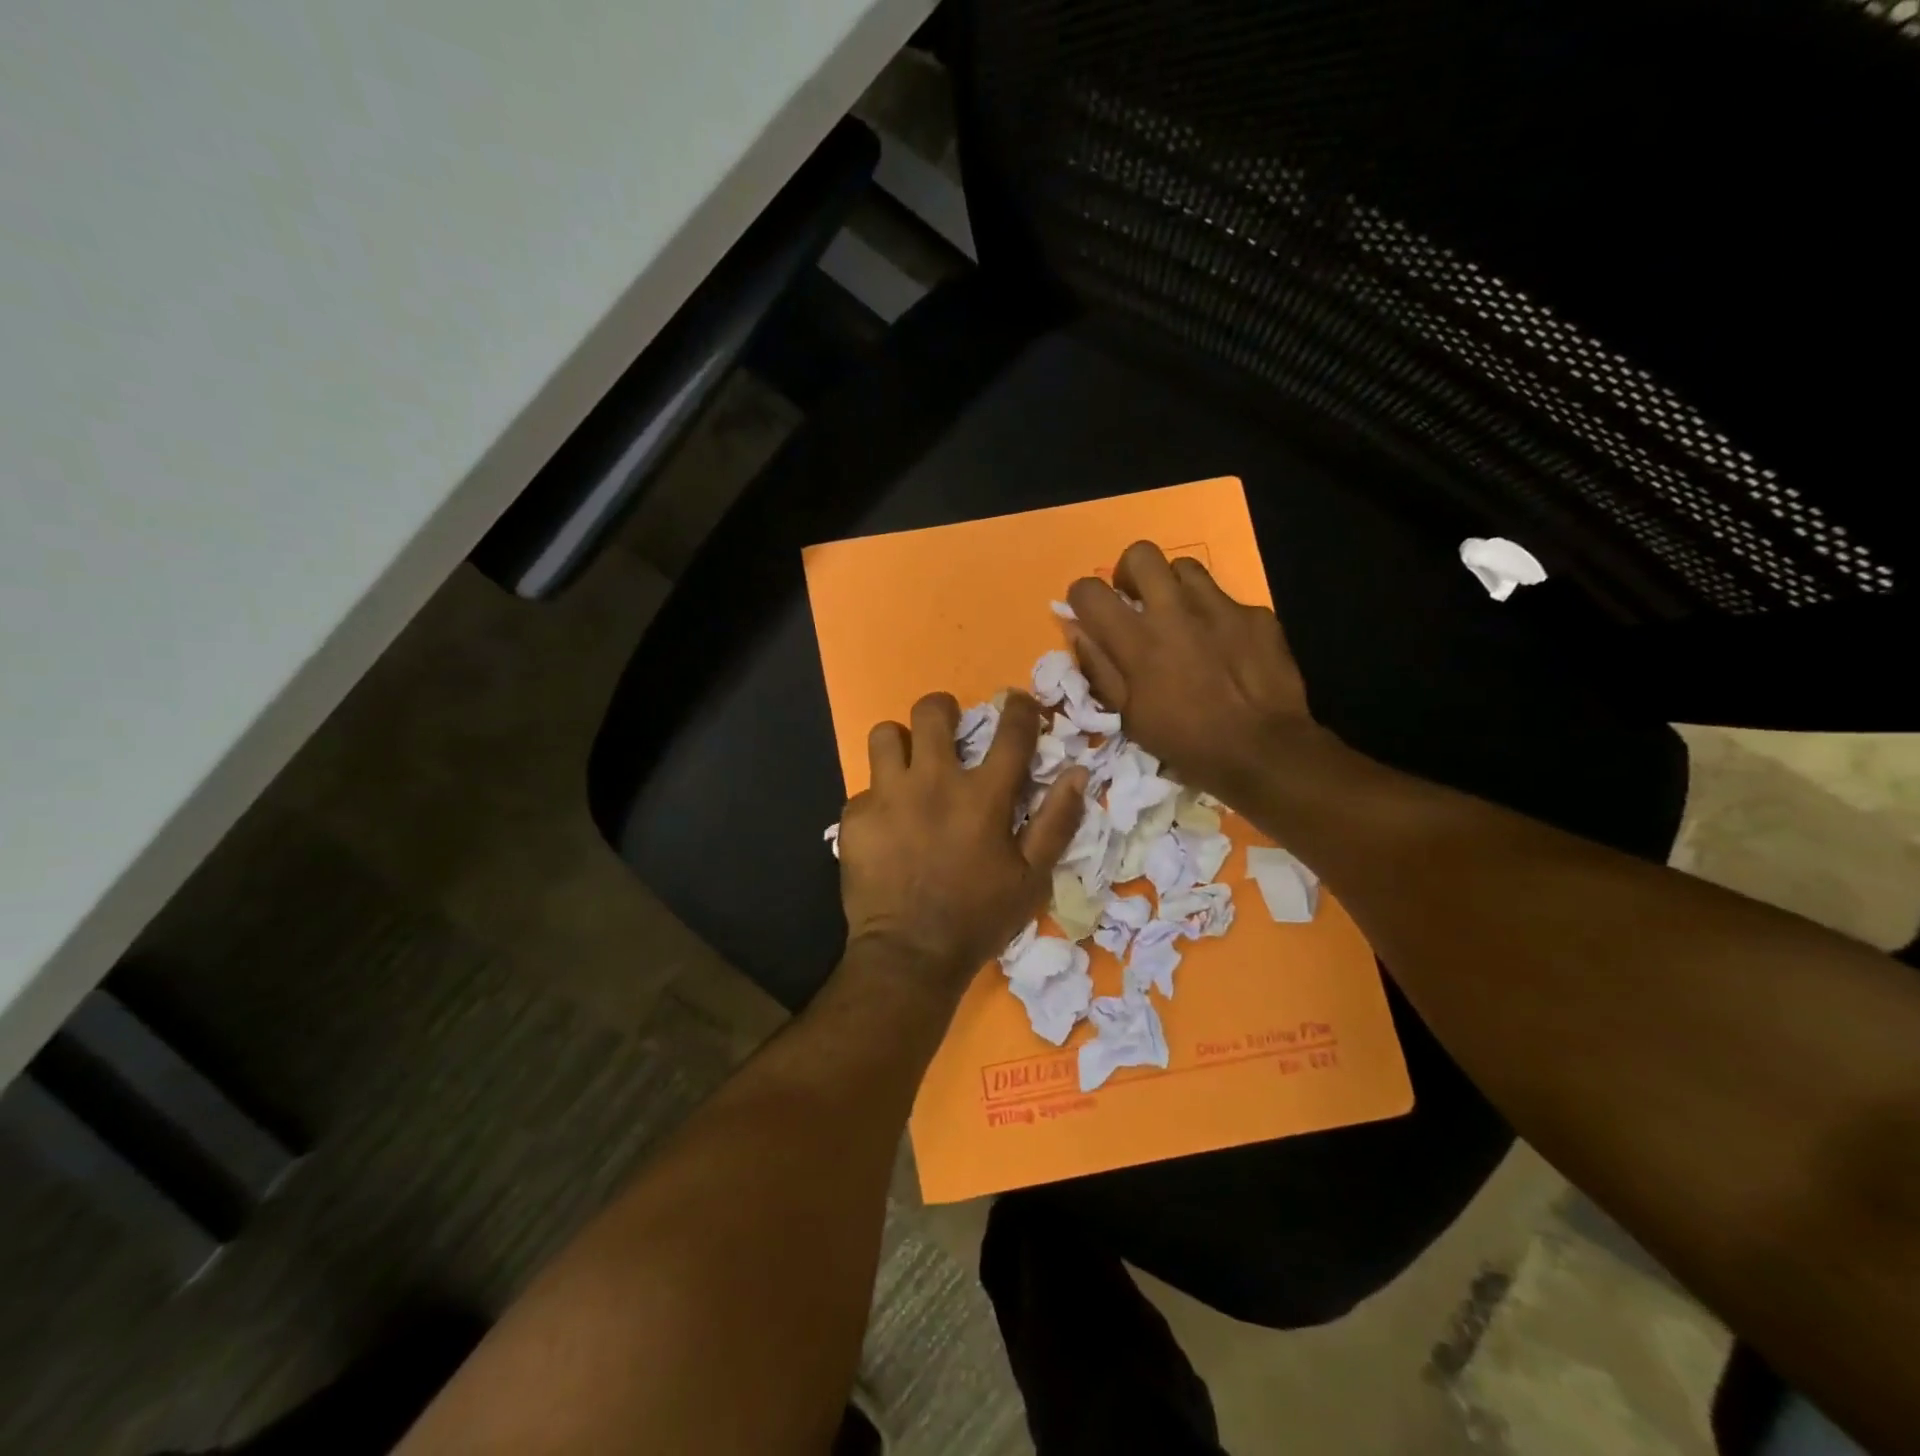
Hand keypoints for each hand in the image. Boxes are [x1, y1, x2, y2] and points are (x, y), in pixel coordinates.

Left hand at [838, 691, 1086, 999]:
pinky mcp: (855, 818)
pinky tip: (886, 827)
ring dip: (901, 744)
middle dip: (944, 710)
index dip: (1020, 708)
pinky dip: (878, 800)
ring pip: (886, 735)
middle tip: (948, 729)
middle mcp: (933, 783)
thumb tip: (1078, 773)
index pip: (1010, 731)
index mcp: (983, 796)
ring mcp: (888, 797)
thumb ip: (1057, 822)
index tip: (1018, 703)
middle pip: (932, 711)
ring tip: (908, 767)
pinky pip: (864, 788)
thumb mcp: (1032, 878)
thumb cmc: (979, 918)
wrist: (909, 957)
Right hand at [1066, 541, 1325, 799]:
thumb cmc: (1186, 742)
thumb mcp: (1128, 716)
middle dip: (1130, 572)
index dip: (1082, 597)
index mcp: (1136, 640)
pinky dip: (1215, 615)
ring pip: (1185, 567)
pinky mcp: (1255, 614)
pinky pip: (1226, 599)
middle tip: (1136, 602)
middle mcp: (1174, 611)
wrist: (1263, 751)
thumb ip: (1099, 667)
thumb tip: (1077, 630)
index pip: (1089, 590)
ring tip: (1181, 618)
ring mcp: (1219, 607)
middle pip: (1141, 554)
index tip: (1090, 613)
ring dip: (1173, 587)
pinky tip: (1224, 645)